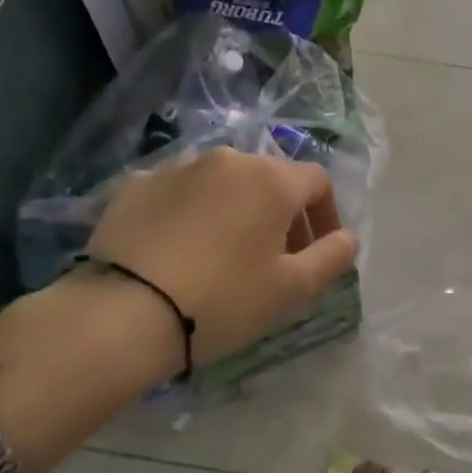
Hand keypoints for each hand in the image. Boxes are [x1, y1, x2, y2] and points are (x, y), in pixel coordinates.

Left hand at [0, 148, 357, 472]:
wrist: (124, 312)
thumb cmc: (223, 300)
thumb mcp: (292, 289)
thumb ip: (332, 257)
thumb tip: (348, 238)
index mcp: (271, 179)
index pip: (317, 181)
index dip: (326, 214)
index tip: (319, 251)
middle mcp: (227, 159)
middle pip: (269, 178)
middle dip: (282, 213)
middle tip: (276, 257)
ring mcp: (176, 167)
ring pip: (222, 182)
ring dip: (236, 210)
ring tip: (224, 253)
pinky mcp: (135, 185)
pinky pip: (178, 193)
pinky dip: (190, 213)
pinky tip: (179, 249)